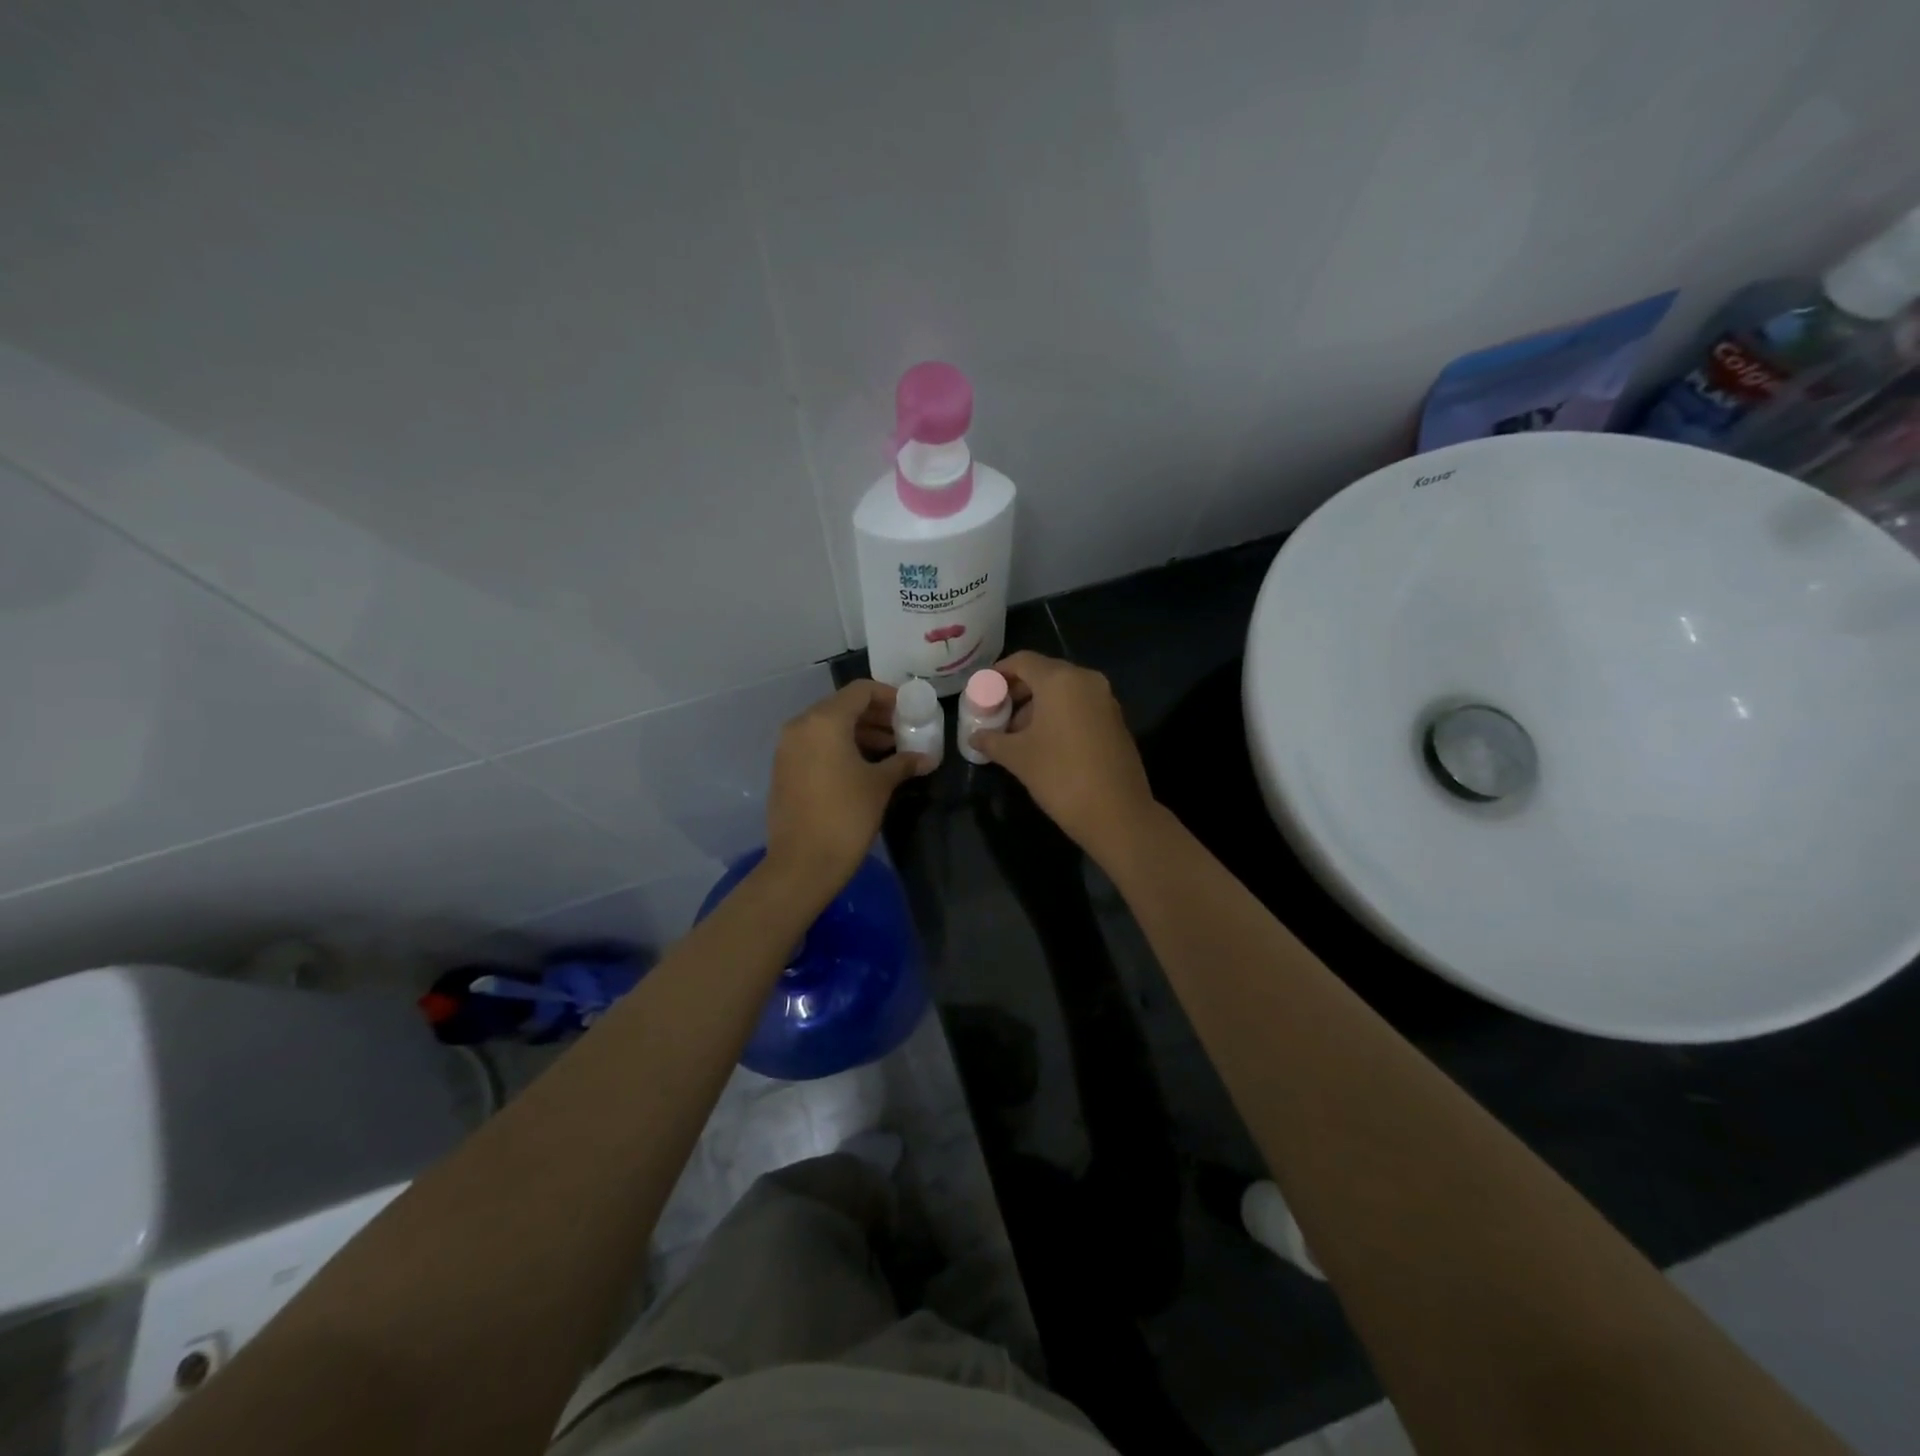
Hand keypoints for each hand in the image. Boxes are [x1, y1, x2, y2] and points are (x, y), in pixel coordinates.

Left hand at [765, 680, 927, 897]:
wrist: (803, 863)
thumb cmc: (846, 816)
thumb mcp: (880, 785)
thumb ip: (903, 763)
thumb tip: (927, 758)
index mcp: (824, 721)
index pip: (860, 691)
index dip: (888, 696)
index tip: (909, 710)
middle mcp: (801, 725)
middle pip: (843, 706)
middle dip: (875, 716)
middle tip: (903, 730)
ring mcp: (788, 747)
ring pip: (828, 726)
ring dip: (859, 732)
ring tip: (890, 750)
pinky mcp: (784, 768)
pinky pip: (816, 744)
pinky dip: (840, 746)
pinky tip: (864, 766)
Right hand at [968, 651, 1160, 858]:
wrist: (1116, 813)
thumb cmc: (1060, 776)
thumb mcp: (1018, 757)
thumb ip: (992, 740)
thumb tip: (975, 737)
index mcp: (1060, 680)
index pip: (1022, 661)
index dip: (998, 672)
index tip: (982, 690)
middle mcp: (1086, 680)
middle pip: (1044, 673)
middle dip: (1017, 691)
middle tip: (996, 713)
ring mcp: (1105, 700)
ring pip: (1063, 691)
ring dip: (1037, 706)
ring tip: (1016, 734)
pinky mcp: (1115, 720)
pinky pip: (1079, 706)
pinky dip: (1059, 715)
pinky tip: (1044, 742)